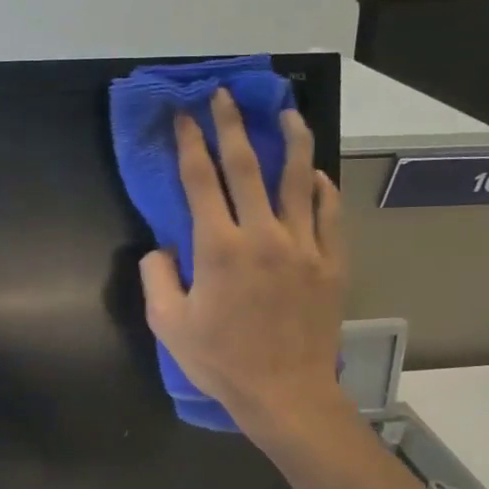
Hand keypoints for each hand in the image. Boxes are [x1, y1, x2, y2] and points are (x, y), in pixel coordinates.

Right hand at [138, 90, 349, 442]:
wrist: (285, 393)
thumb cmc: (220, 360)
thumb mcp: (169, 324)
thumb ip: (157, 278)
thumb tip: (159, 249)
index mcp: (219, 248)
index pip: (200, 180)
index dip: (190, 143)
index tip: (184, 115)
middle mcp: (263, 235)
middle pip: (247, 166)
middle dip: (232, 125)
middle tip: (224, 95)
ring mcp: (304, 246)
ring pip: (298, 179)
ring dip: (290, 140)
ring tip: (286, 111)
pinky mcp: (331, 262)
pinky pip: (329, 213)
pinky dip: (320, 188)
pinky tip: (313, 174)